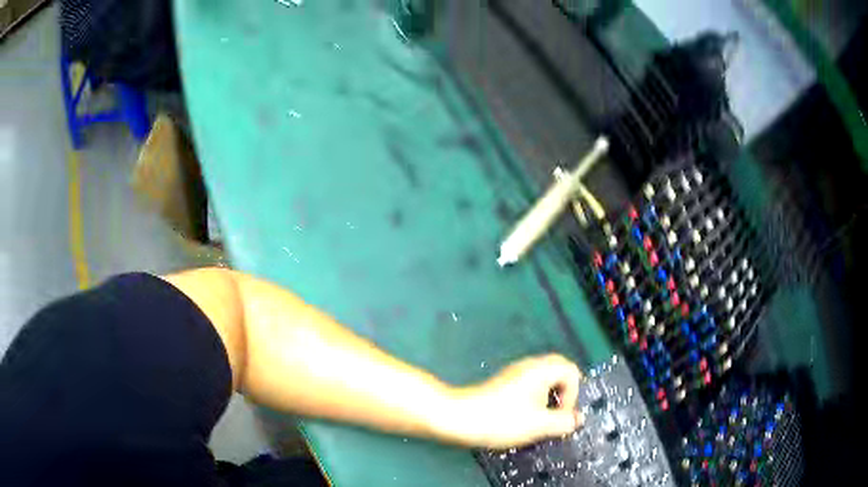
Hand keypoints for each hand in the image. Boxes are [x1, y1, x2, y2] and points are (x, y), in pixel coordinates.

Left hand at [447, 354, 583, 448]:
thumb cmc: (503, 420)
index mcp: (541, 370)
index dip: (574, 394)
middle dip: (563, 394)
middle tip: (557, 415)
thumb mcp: (540, 425)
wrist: (459, 418)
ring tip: (541, 420)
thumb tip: (578, 419)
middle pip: (558, 372)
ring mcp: (514, 374)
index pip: (571, 371)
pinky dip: (534, 400)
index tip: (562, 415)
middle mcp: (529, 366)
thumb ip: (564, 422)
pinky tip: (524, 418)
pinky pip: (529, 387)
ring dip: (548, 398)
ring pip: (543, 380)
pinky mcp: (503, 384)